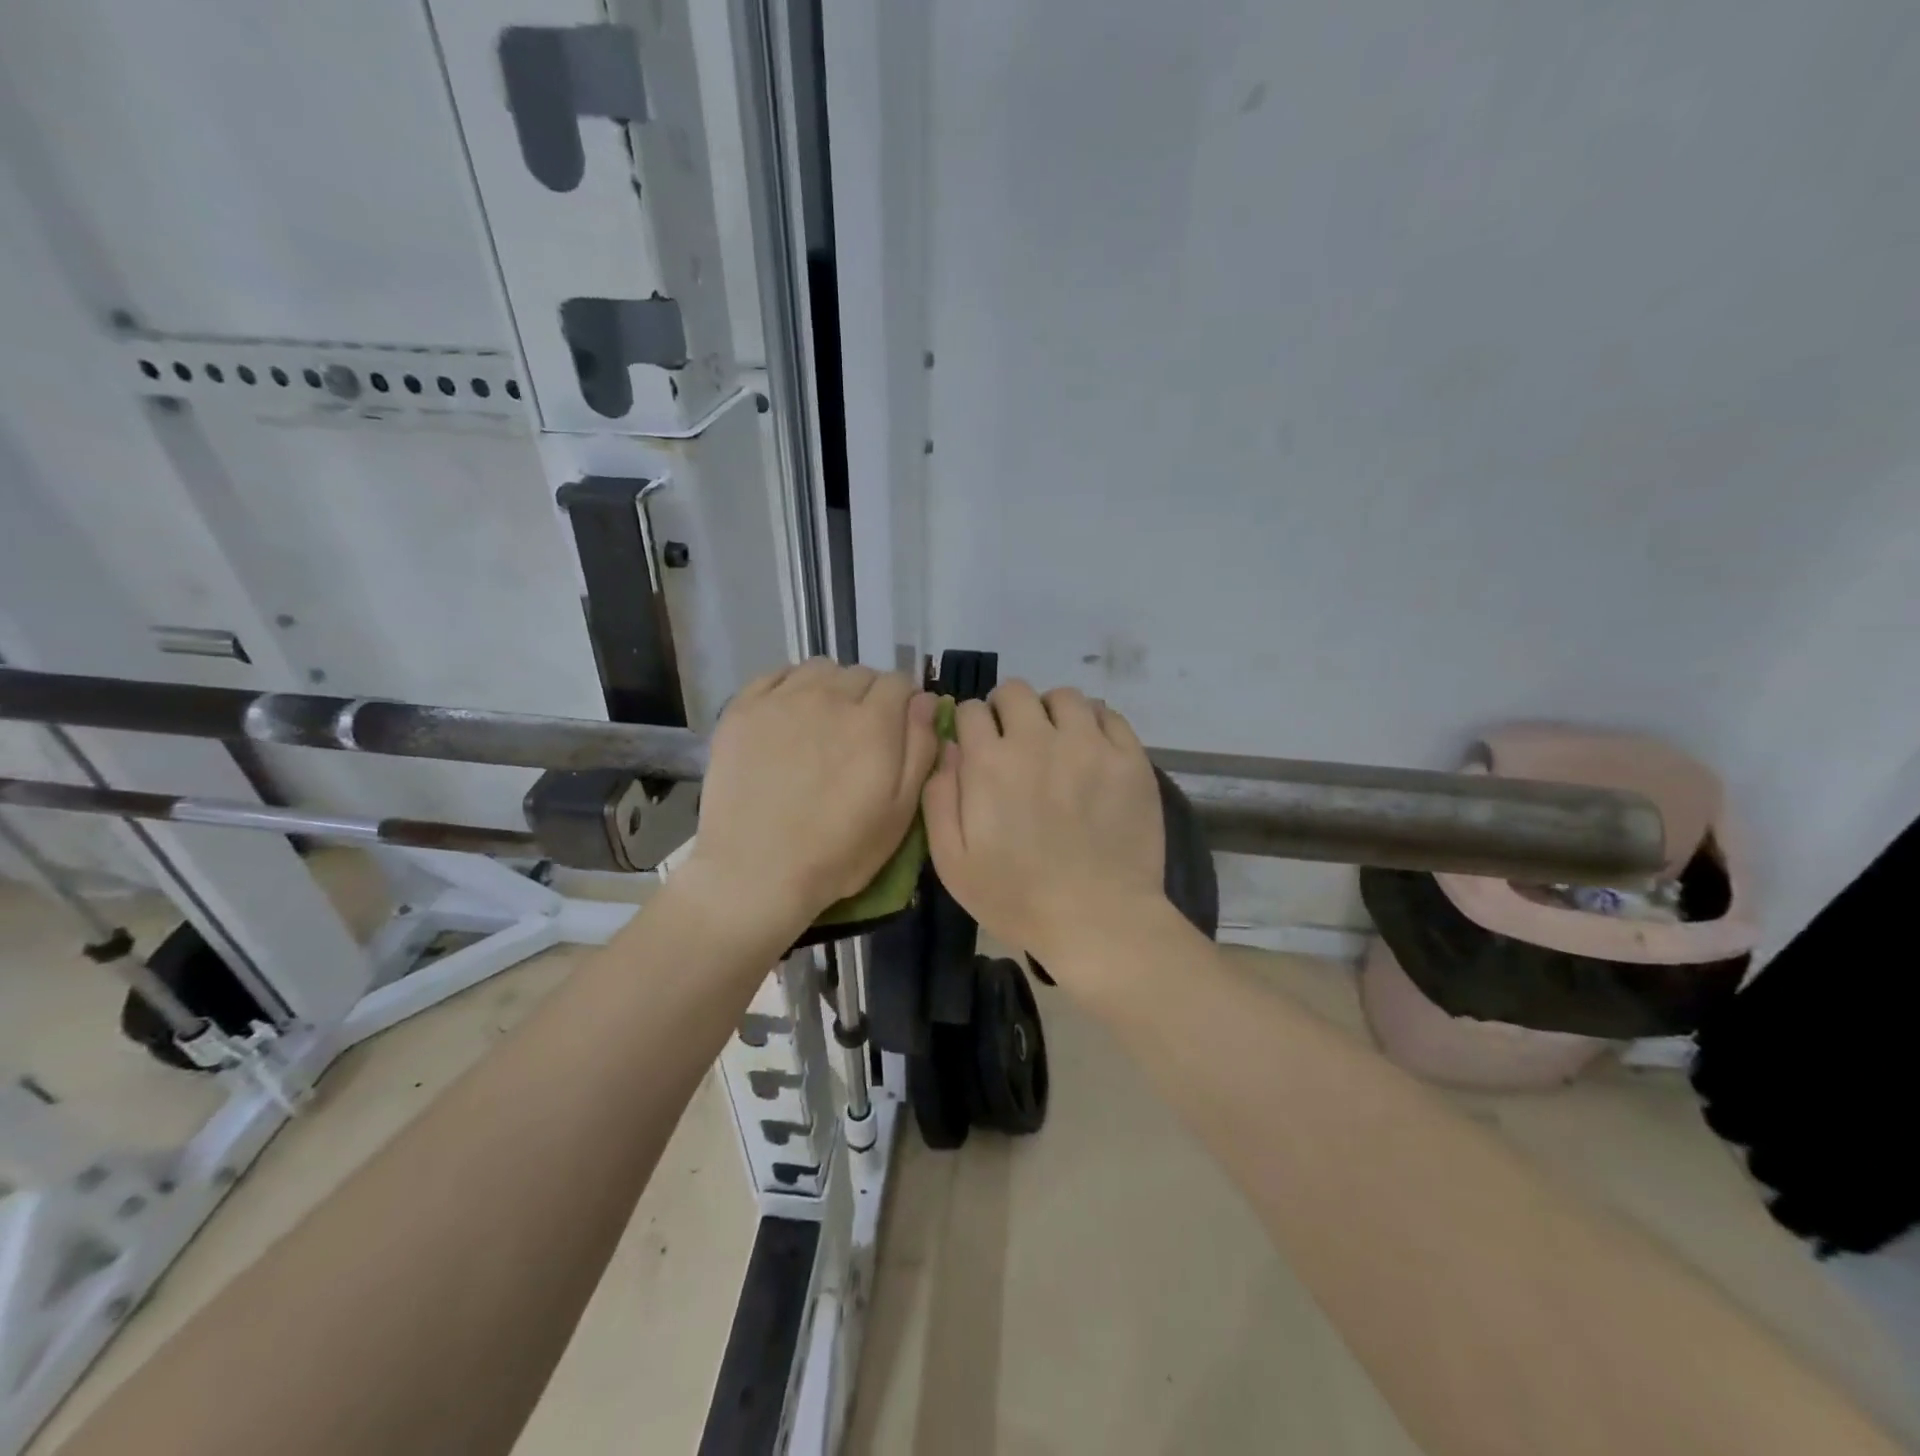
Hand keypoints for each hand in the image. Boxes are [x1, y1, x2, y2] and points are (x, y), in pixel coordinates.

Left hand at [683, 660, 939, 937]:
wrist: (754, 871)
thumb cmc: (838, 852)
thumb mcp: (900, 812)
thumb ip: (920, 748)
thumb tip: (926, 700)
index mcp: (874, 722)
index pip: (900, 682)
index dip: (904, 704)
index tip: (897, 730)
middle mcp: (830, 697)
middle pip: (861, 674)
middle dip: (869, 697)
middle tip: (859, 736)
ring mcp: (782, 699)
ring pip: (820, 669)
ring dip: (832, 688)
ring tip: (823, 722)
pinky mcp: (743, 709)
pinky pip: (777, 674)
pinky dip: (791, 686)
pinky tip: (790, 716)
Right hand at [922, 680, 1167, 967]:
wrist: (1098, 920)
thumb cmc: (1017, 898)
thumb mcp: (952, 861)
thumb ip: (939, 798)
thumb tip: (948, 748)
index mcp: (990, 763)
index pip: (971, 710)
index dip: (970, 724)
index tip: (977, 744)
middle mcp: (1038, 740)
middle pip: (1016, 692)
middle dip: (1006, 710)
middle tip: (1014, 742)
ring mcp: (1089, 745)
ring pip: (1064, 697)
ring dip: (1051, 712)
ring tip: (1056, 741)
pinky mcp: (1129, 758)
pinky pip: (1109, 715)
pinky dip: (1093, 723)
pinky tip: (1090, 749)